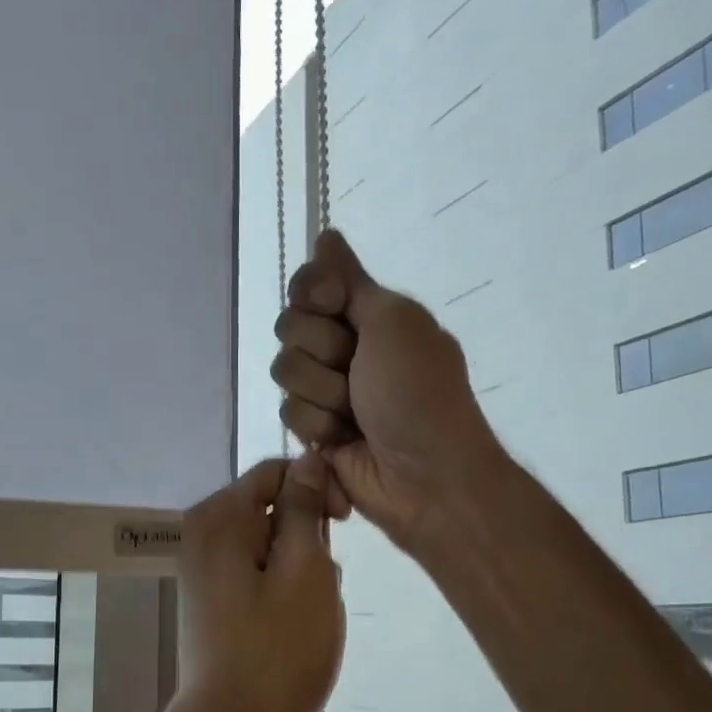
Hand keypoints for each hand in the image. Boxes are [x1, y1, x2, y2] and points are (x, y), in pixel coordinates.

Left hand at [168, 455, 343, 711]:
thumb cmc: (276, 651)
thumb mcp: (305, 571)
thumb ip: (304, 509)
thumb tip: (307, 460)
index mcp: (218, 519)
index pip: (276, 472)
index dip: (317, 489)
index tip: (345, 524)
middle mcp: (204, 538)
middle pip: (272, 511)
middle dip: (310, 539)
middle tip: (324, 583)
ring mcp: (207, 575)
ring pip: (273, 549)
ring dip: (303, 571)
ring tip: (313, 613)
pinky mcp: (217, 606)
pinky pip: (261, 580)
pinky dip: (287, 594)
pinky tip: (301, 628)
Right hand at [272, 230, 503, 552]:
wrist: (425, 476)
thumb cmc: (417, 393)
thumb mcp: (393, 322)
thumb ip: (351, 280)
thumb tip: (326, 234)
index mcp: (372, 315)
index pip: (312, 284)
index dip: (312, 291)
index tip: (330, 302)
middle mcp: (347, 347)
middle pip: (291, 326)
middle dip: (321, 349)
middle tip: (356, 370)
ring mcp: (329, 390)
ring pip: (285, 371)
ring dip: (322, 393)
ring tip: (355, 414)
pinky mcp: (316, 430)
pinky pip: (289, 413)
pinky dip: (318, 426)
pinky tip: (343, 440)